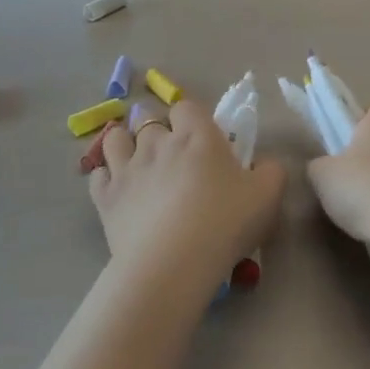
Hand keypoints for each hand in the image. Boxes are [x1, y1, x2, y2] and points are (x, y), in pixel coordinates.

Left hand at [89, 99, 285, 288]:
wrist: (173, 262)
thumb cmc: (225, 223)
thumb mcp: (268, 196)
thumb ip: (271, 171)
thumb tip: (264, 163)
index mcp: (197, 136)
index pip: (187, 107)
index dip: (192, 118)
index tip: (201, 139)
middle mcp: (157, 143)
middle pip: (148, 119)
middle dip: (157, 129)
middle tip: (171, 154)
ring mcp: (126, 168)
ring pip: (116, 139)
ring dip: (125, 144)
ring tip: (136, 161)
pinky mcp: (106, 197)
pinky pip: (98, 175)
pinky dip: (106, 177)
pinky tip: (117, 188)